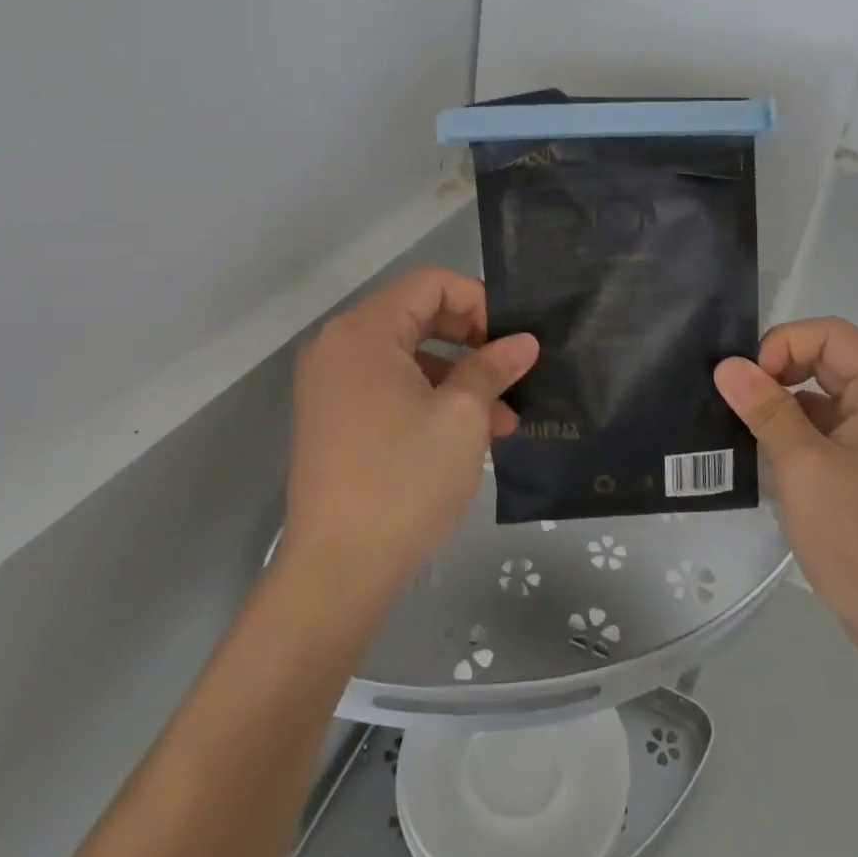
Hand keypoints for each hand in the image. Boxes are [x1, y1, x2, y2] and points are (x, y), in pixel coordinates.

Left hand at [281, 267, 538, 611]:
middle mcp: (340, 347)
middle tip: (511, 371)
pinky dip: (431, 399)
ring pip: (409, 357)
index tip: (511, 340)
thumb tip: (524, 342)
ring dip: (459, 377)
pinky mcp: (336, 419)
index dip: (479, 301)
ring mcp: (333, 385)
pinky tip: (472, 434)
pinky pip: (391, 388)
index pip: (431, 284)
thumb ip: (493, 368)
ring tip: (504, 417)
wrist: (338, 572)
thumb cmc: (404, 480)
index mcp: (364, 332)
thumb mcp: (462, 417)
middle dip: (473, 340)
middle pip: (418, 316)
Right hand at [714, 318, 857, 649]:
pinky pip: (834, 427)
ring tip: (748, 434)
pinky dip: (802, 433)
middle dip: (780, 376)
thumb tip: (727, 364)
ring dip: (787, 407)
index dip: (781, 346)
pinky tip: (772, 459)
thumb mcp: (802, 467)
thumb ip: (765, 408)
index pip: (829, 335)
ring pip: (827, 395)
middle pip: (829, 360)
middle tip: (739, 407)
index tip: (746, 385)